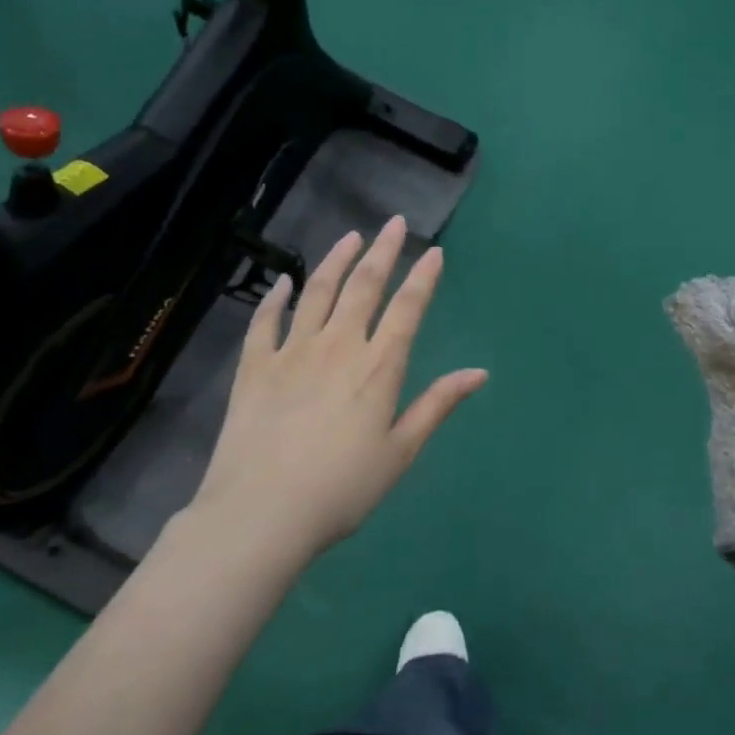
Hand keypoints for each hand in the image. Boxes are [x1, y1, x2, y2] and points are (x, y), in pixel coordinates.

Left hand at [190, 216, 487, 557]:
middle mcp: (338, 345)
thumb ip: (437, 405)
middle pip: (364, 286)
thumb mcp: (400, 451)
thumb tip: (479, 373)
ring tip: (350, 237)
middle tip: (394, 223)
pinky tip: (284, 282)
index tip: (434, 252)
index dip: (423, 277)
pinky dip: (276, 298)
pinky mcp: (254, 365)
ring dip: (336, 260)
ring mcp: (292, 351)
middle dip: (383, 251)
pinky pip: (265, 320)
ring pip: (318, 292)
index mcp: (378, 367)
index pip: (407, 309)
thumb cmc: (342, 488)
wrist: (261, 511)